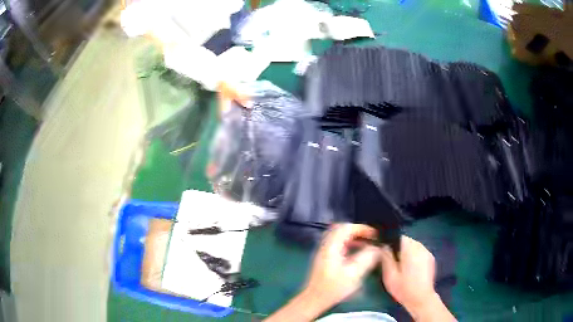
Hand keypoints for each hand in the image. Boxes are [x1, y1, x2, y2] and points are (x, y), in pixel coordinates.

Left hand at [305, 224, 379, 307]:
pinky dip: (349, 244)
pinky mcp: (325, 258)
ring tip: (367, 244)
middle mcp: (326, 245)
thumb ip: (366, 258)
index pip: (346, 227)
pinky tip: (357, 253)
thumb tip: (376, 248)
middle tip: (371, 237)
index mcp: (331, 247)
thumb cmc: (333, 288)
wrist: (314, 299)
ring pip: (339, 236)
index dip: (362, 228)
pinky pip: (338, 244)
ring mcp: (324, 251)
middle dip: (358, 231)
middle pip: (342, 229)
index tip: (374, 234)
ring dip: (354, 237)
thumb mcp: (353, 274)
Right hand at [380, 236, 455, 320]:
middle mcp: (420, 247)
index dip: (390, 243)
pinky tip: (411, 270)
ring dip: (406, 253)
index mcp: (410, 249)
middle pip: (406, 241)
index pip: (398, 237)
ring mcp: (427, 252)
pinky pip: (419, 252)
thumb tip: (383, 246)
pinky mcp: (431, 258)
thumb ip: (386, 258)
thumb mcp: (389, 275)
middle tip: (392, 263)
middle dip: (398, 249)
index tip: (385, 253)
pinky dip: (414, 257)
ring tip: (401, 267)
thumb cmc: (404, 288)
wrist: (421, 299)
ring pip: (413, 246)